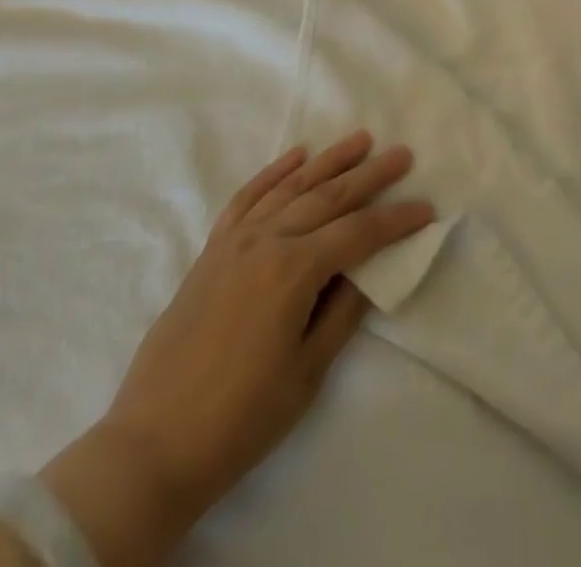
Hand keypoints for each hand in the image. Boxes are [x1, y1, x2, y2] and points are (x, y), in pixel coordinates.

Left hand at [101, 131, 434, 525]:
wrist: (154, 442)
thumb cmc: (241, 418)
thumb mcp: (307, 372)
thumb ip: (342, 312)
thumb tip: (368, 271)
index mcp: (293, 271)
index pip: (358, 233)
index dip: (396, 220)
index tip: (426, 208)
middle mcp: (266, 240)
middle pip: (329, 197)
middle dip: (370, 175)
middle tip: (402, 154)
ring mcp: (235, 240)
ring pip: (291, 186)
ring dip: (329, 160)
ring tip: (361, 139)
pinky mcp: (213, 248)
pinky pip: (248, 196)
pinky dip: (274, 171)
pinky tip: (296, 155)